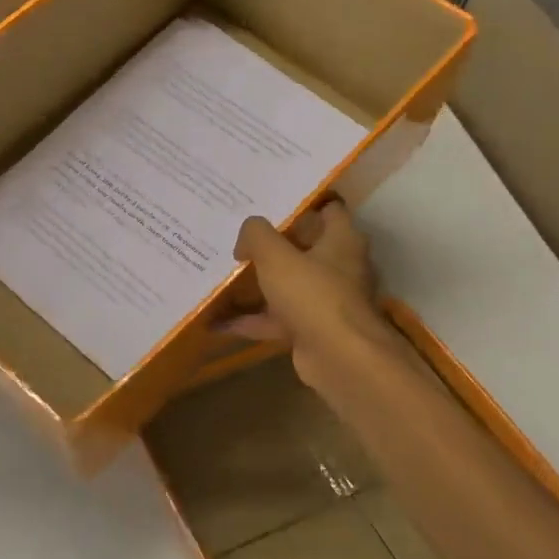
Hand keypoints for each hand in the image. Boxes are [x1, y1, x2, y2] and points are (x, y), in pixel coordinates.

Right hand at [224, 199, 393, 393]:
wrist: (340, 358)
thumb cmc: (312, 294)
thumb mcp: (275, 255)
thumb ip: (256, 235)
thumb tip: (246, 236)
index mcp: (341, 240)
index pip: (328, 209)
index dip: (302, 202)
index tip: (271, 200)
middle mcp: (339, 267)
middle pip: (303, 248)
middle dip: (271, 244)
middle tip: (238, 235)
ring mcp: (325, 301)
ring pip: (286, 285)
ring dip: (257, 284)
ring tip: (222, 274)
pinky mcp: (311, 329)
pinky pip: (275, 319)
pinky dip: (249, 320)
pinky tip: (217, 321)